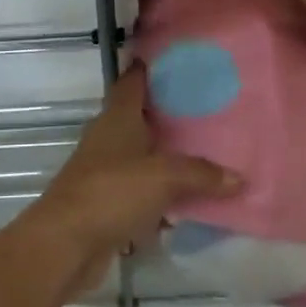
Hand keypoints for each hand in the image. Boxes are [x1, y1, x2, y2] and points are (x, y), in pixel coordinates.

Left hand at [28, 63, 241, 293]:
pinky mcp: (108, 204)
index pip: (133, 81)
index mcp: (118, 117)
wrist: (66, 244)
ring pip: (142, 156)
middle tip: (209, 110)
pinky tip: (190, 202)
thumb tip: (239, 177)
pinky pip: (142, 192)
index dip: (150, 69)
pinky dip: (162, 195)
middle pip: (140, 118)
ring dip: (167, 157)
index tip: (178, 62)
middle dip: (169, 115)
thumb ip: (200, 173)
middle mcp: (109, 138)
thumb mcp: (163, 177)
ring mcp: (106, 171)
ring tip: (209, 155)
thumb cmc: (111, 192)